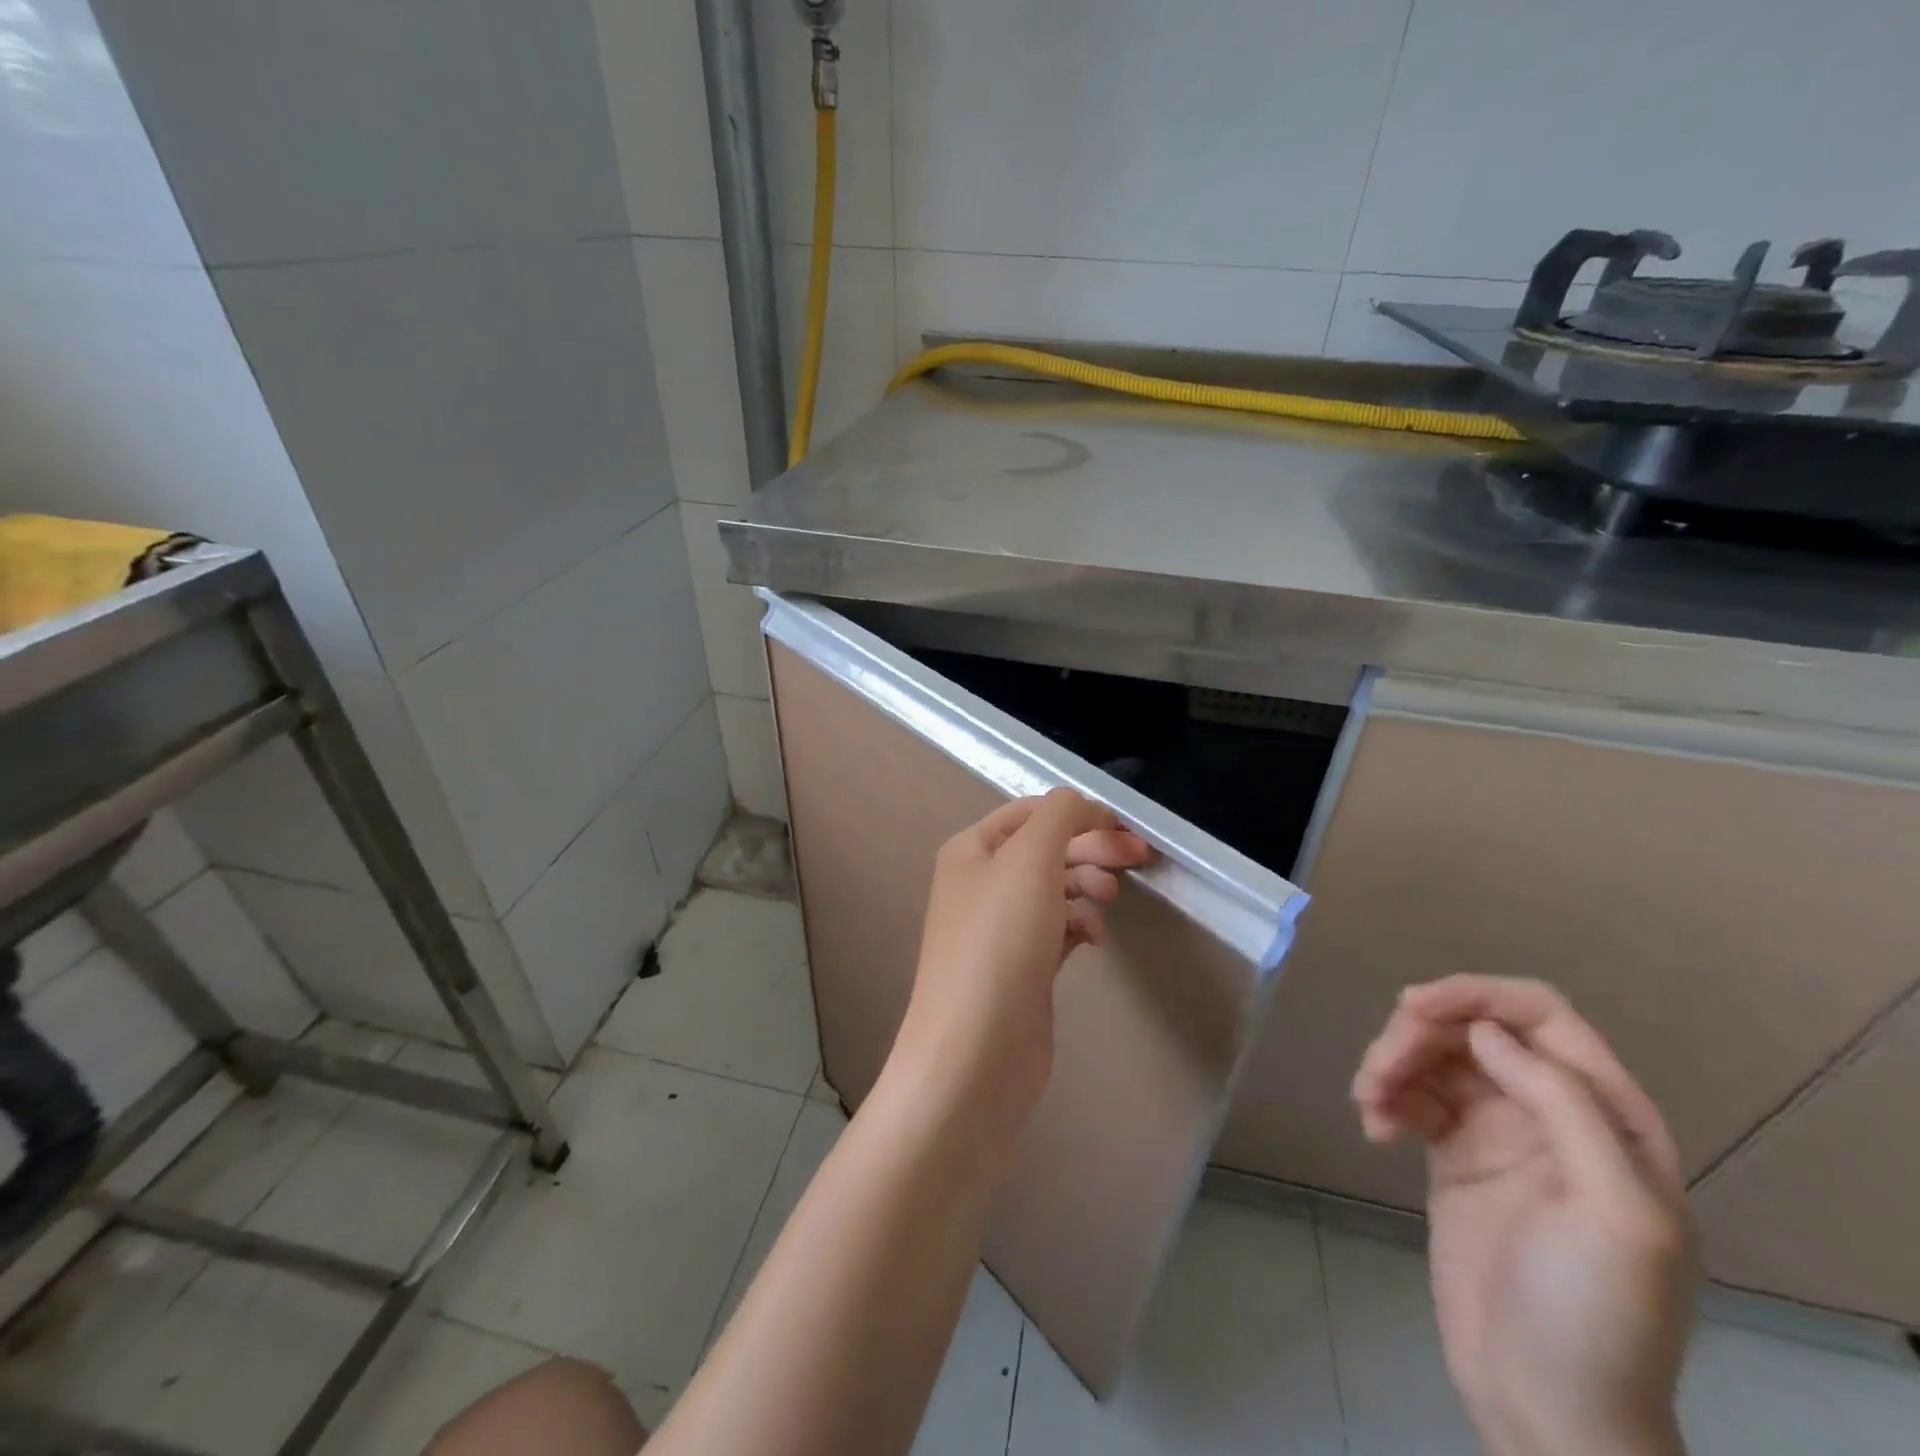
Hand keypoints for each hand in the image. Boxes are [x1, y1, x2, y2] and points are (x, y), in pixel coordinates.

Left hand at [885, 789, 1148, 1161]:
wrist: (976, 1052)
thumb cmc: (999, 942)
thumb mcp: (1029, 860)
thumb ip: (1059, 817)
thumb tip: (1080, 803)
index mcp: (971, 850)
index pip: (1029, 812)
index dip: (1076, 812)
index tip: (1122, 827)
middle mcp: (981, 884)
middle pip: (1045, 849)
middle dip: (1089, 848)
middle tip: (1135, 857)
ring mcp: (1001, 929)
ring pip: (1055, 889)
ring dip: (1086, 886)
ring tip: (1107, 901)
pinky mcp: (1022, 968)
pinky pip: (1058, 930)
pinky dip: (1079, 925)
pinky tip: (1094, 938)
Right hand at [1353, 976, 1695, 1455]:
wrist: (1547, 1405)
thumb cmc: (1595, 1312)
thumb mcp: (1612, 1211)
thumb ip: (1563, 1105)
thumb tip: (1485, 1033)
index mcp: (1607, 1115)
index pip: (1540, 1015)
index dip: (1476, 995)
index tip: (1412, 1007)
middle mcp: (1551, 1110)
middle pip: (1473, 1030)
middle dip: (1418, 1036)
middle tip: (1378, 1071)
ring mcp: (1498, 1132)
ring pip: (1434, 1057)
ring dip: (1391, 1064)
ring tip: (1368, 1104)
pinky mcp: (1454, 1154)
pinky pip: (1412, 1095)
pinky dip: (1386, 1098)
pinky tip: (1374, 1130)